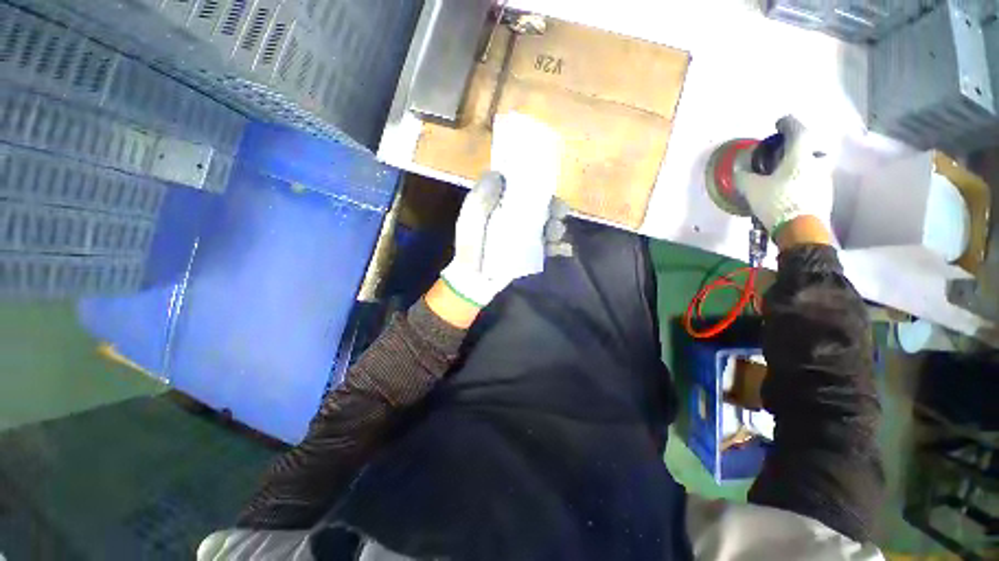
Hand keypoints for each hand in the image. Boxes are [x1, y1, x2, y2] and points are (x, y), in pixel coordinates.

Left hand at [439, 172, 569, 311]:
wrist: (475, 277)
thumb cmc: (472, 245)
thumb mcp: (472, 217)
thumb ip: (482, 196)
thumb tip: (498, 173)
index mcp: (503, 204)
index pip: (524, 188)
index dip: (537, 184)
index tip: (546, 184)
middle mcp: (517, 217)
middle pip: (543, 207)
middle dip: (555, 207)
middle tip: (558, 212)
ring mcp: (526, 235)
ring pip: (549, 225)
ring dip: (557, 226)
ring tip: (555, 233)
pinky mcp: (532, 252)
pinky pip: (550, 247)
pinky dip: (560, 247)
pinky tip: (563, 249)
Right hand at [741, 116, 834, 237]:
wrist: (802, 230)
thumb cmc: (777, 202)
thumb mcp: (753, 189)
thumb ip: (745, 176)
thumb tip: (740, 168)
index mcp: (800, 156)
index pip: (798, 130)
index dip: (788, 123)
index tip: (779, 123)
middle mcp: (816, 163)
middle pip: (812, 146)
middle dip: (800, 144)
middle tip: (787, 149)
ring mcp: (824, 179)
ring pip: (815, 163)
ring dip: (803, 162)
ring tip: (788, 170)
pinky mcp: (825, 194)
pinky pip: (814, 178)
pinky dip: (804, 177)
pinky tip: (793, 187)